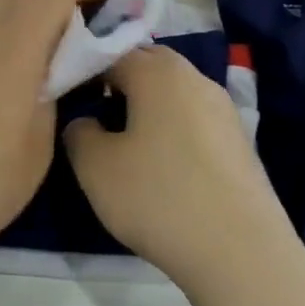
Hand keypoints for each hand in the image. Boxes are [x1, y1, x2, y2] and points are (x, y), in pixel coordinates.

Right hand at [64, 47, 295, 289]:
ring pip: (173, 93)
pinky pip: (193, 120)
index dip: (83, 70)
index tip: (64, 98)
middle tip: (93, 114)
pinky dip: (171, 129)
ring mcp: (223, 109)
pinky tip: (161, 164)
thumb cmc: (157, 197)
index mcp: (158, 72)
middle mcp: (195, 78)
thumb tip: (86, 122)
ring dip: (146, 106)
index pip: (110, 52)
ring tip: (123, 142)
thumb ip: (79, 131)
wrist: (240, 253)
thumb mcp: (94, 166)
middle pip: (147, 65)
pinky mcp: (239, 142)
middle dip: (117, 82)